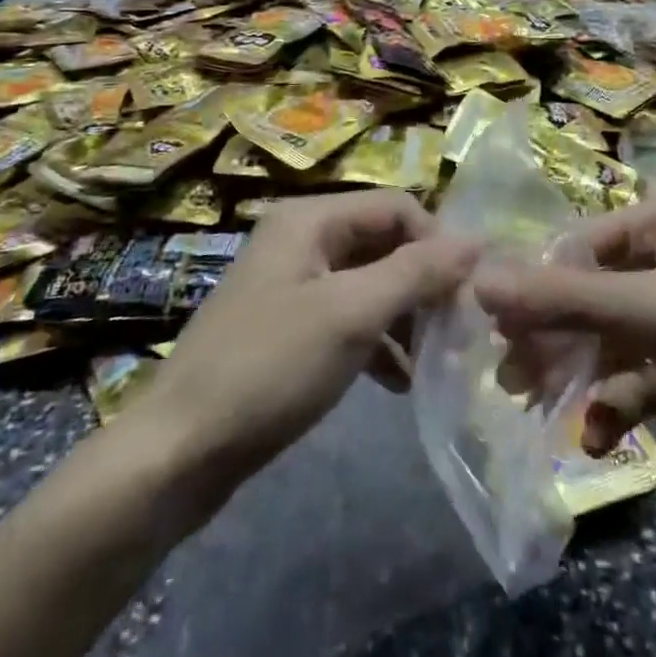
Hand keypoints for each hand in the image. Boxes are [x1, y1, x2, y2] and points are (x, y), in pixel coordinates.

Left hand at [131, 190, 476, 506]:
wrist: (180, 450)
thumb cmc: (270, 367)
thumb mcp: (352, 314)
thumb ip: (416, 272)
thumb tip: (475, 240)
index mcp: (309, 219)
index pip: (395, 206)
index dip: (436, 241)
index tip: (470, 291)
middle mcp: (301, 239)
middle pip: (382, 243)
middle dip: (423, 282)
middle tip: (459, 329)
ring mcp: (292, 284)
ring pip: (369, 283)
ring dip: (405, 316)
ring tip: (436, 359)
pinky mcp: (289, 327)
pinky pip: (348, 318)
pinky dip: (378, 342)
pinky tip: (400, 382)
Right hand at [474, 192, 655, 511]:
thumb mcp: (655, 311)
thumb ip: (564, 299)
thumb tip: (478, 280)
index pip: (574, 248)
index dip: (532, 287)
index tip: (493, 330)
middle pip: (585, 294)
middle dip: (550, 335)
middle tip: (510, 379)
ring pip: (604, 339)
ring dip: (575, 374)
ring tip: (539, 409)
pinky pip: (634, 379)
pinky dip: (613, 405)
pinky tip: (599, 438)